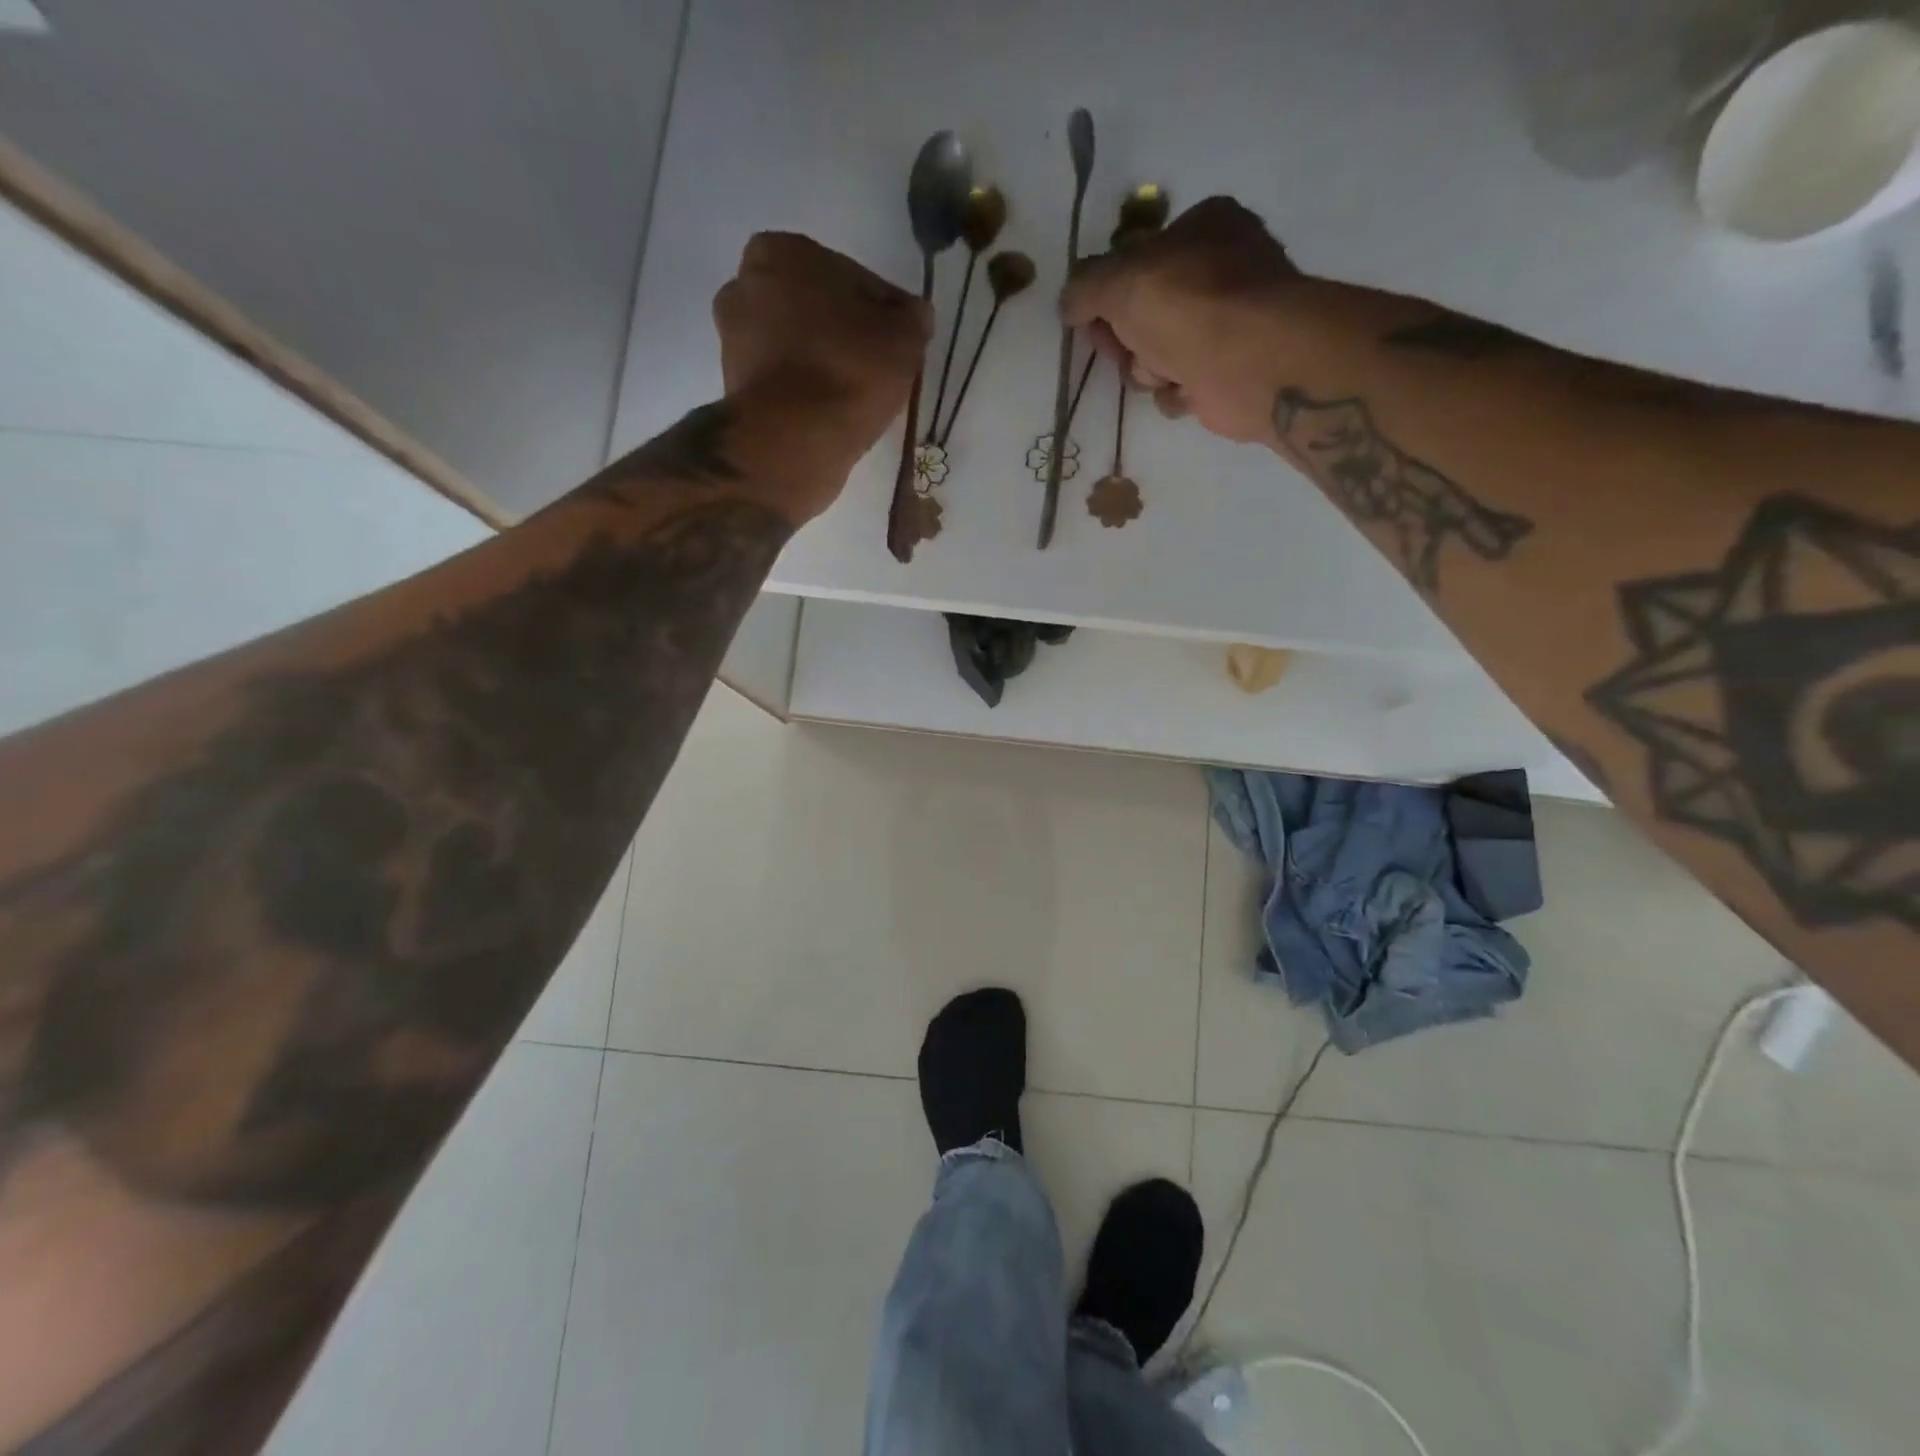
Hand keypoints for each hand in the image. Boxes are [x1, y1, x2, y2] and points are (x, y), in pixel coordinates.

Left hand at [714, 233, 932, 498]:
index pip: (852, 278)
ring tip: (856, 399)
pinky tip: (830, 415)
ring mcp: (733, 340)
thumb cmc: (848, 371)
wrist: (793, 440)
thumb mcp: (904, 338)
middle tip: (878, 371)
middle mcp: (745, 285)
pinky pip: (784, 383)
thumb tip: (913, 316)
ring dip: (824, 366)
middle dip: (844, 335)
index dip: (882, 312)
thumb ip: (912, 318)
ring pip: (798, 347)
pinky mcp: (735, 388)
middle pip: (817, 311)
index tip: (899, 343)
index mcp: (783, 251)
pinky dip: (805, 394)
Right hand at [1059, 197, 1299, 444]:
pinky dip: (1177, 392)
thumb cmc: (1187, 305)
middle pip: (1143, 312)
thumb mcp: (1118, 281)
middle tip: (1122, 350)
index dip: (1106, 293)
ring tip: (1163, 372)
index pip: (1137, 258)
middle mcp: (1219, 270)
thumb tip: (1068, 303)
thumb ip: (1084, 287)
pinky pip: (1182, 386)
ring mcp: (1227, 323)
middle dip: (1126, 339)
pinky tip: (1187, 390)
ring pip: (1159, 353)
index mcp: (1203, 227)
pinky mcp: (1228, 370)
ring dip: (1149, 369)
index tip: (1090, 320)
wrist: (1249, 362)